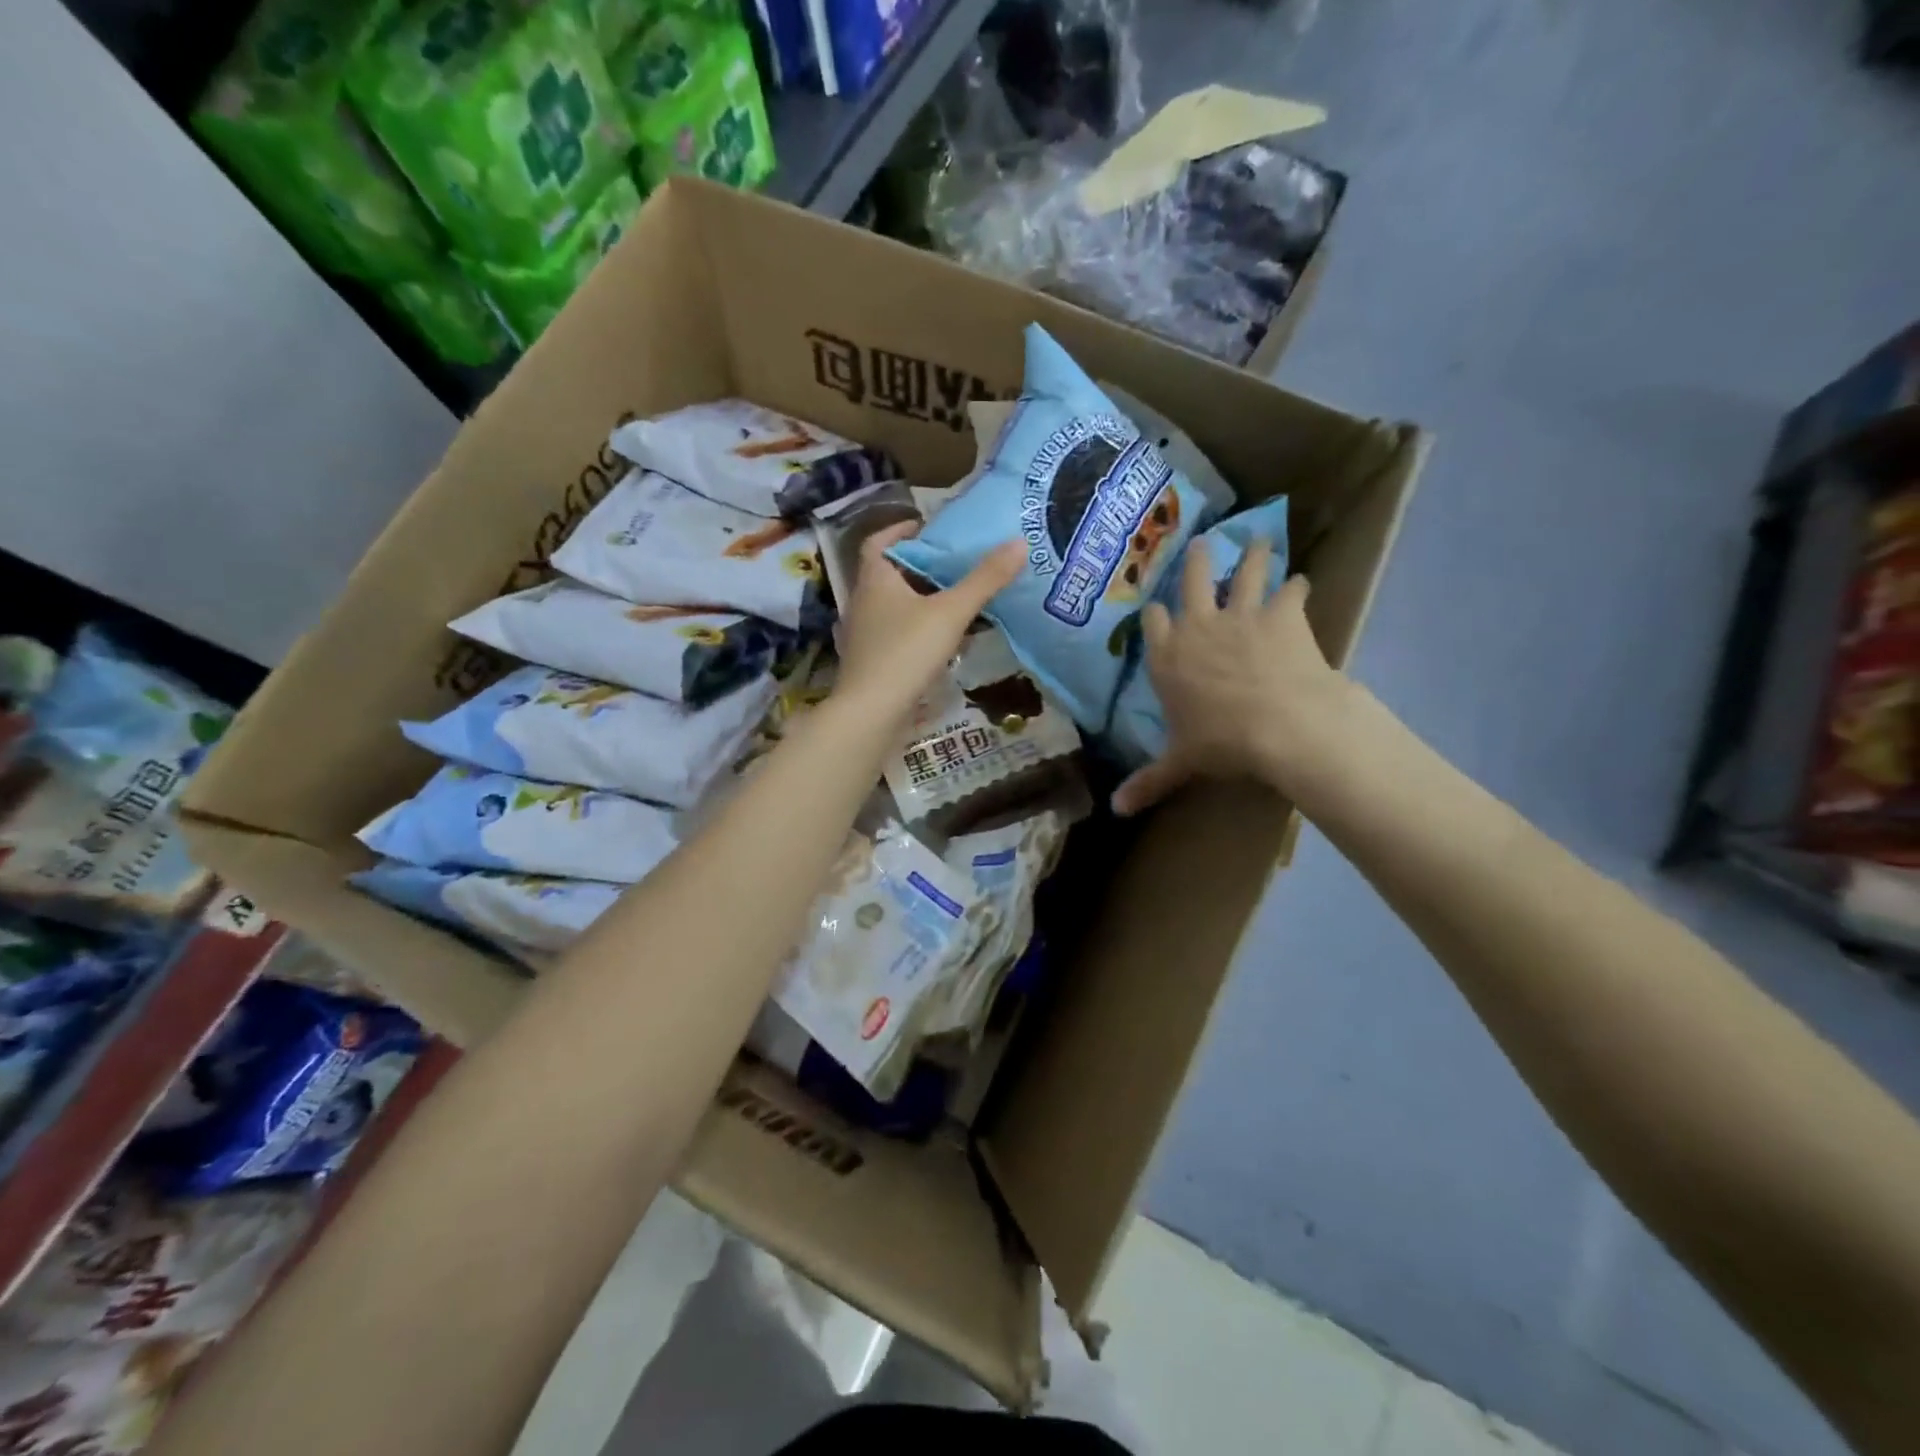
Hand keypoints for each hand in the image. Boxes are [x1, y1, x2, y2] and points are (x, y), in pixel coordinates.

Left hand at [833, 522, 1024, 724]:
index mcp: (875, 580)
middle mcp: (863, 602)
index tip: (927, 526)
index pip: (879, 542)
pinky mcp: (871, 662)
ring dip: (920, 600)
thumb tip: (1019, 542)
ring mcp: (864, 635)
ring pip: (893, 606)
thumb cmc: (906, 653)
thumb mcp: (951, 613)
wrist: (871, 714)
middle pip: (889, 574)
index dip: (900, 530)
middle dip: (919, 566)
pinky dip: (917, 630)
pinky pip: (896, 634)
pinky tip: (943, 642)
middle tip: (954, 562)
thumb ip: (985, 580)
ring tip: (955, 599)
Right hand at [1112, 538, 1348, 814]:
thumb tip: (1115, 811)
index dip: (1158, 613)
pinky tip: (1302, 581)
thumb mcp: (1181, 763)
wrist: (1280, 724)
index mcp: (1168, 657)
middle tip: (1202, 542)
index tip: (1160, 608)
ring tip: (1259, 538)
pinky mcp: (1282, 614)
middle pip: (1193, 580)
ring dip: (1252, 554)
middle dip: (1198, 561)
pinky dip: (1297, 586)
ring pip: (1244, 572)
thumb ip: (1149, 781)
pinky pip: (1290, 591)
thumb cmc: (1222, 743)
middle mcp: (1198, 626)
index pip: (1154, 623)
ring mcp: (1241, 614)